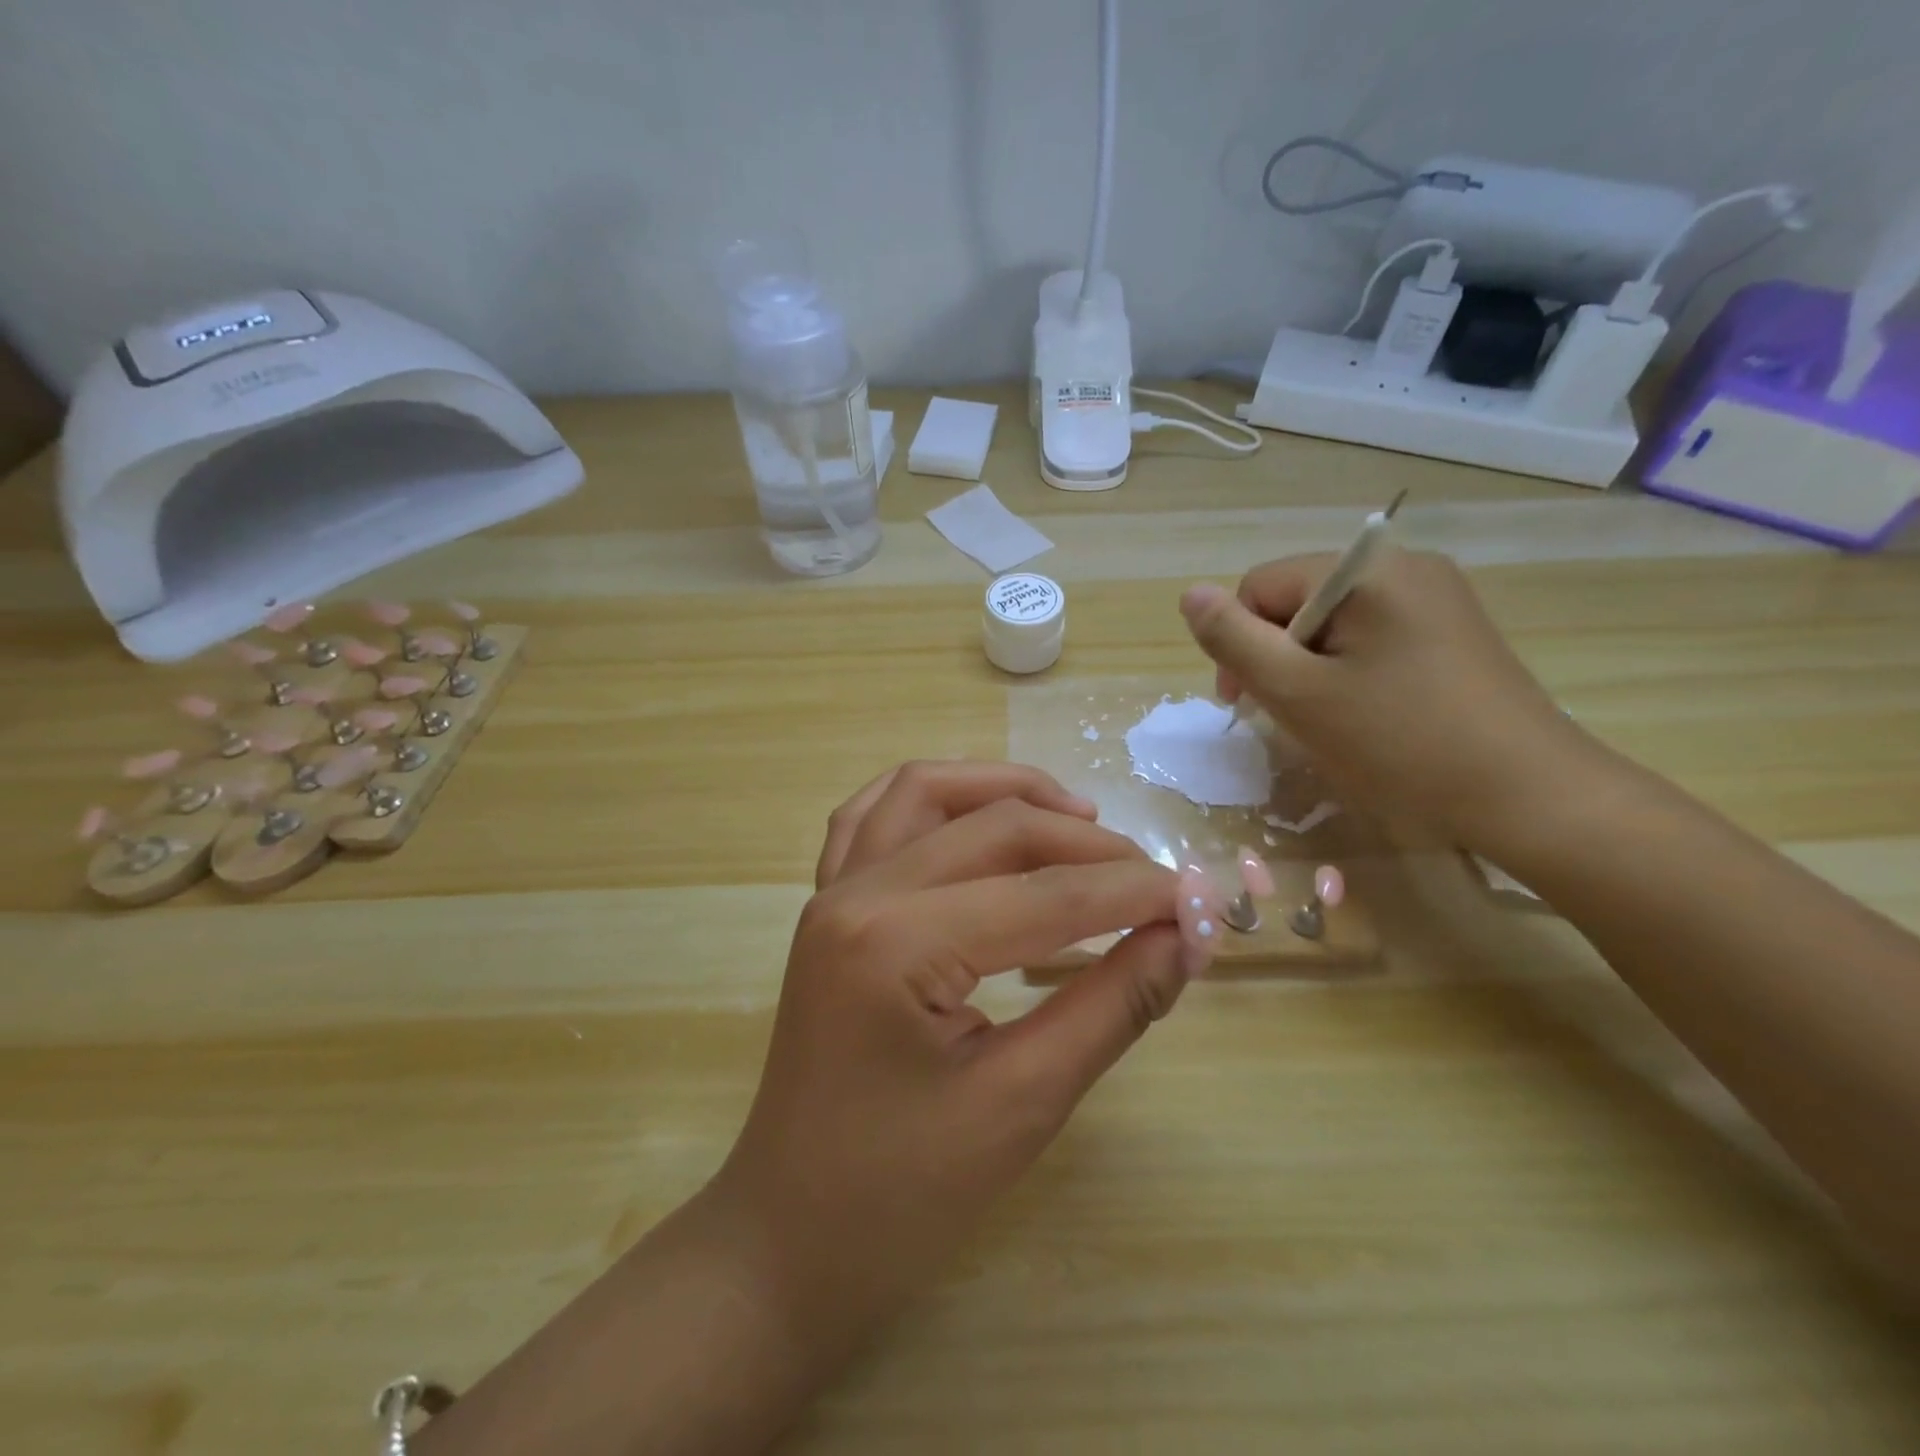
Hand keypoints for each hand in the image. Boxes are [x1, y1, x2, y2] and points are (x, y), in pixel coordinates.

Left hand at [719, 762, 1223, 1343]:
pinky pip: (873, 816)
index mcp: (896, 944)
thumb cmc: (902, 1195)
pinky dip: (933, 797)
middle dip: (1088, 845)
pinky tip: (977, 813)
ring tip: (1078, 818)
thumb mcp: (1022, 1103)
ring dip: (1007, 790)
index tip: (1205, 901)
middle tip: (1155, 882)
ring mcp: (831, 891)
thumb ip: (1111, 1006)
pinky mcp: (826, 905)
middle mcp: (856, 894)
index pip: (1046, 895)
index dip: (1136, 893)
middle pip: (994, 827)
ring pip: (926, 791)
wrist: (790, 1236)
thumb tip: (1187, 938)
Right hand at [1179, 550, 1589, 848]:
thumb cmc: (1401, 743)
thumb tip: (1190, 594)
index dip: (1238, 642)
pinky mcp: (1453, 631)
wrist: (1530, 797)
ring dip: (1309, 668)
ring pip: (1332, 623)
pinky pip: (1372, 637)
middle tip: (1285, 715)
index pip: (1261, 586)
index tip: (1244, 703)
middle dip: (1276, 655)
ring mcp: (1437, 598)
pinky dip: (1348, 672)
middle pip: (1297, 600)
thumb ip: (1234, 640)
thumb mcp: (1298, 693)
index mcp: (1367, 570)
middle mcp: (1405, 566)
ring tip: (1326, 720)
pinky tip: (1365, 714)